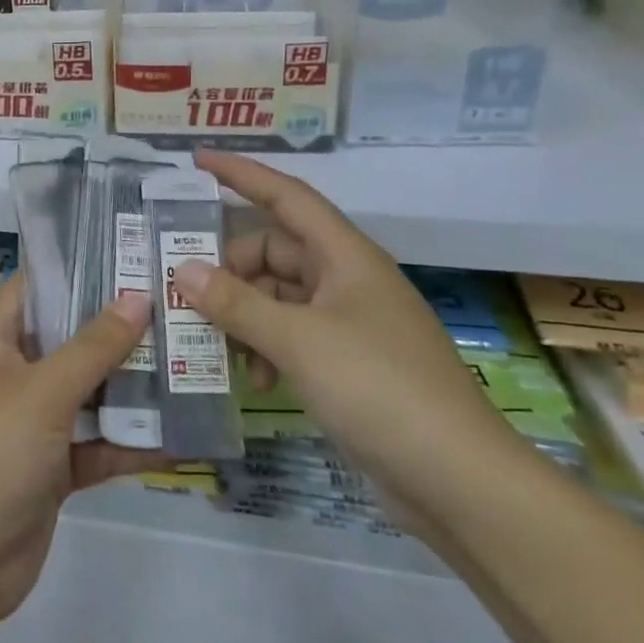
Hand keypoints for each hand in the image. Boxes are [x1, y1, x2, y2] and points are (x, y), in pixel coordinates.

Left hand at [0, 276, 169, 628]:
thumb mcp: (43, 392)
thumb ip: (93, 347)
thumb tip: (138, 296)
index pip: (34, 288)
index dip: (73, 266)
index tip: (125, 252)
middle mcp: (14, 377)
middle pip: (69, 339)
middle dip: (116, 327)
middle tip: (173, 304)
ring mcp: (34, 425)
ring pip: (89, 393)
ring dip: (131, 385)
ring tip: (187, 360)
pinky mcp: (53, 471)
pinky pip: (96, 446)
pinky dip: (129, 443)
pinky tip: (179, 438)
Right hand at [176, 151, 532, 521]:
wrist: (460, 482)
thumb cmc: (380, 388)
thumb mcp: (298, 341)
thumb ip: (236, 303)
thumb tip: (183, 271)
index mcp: (345, 256)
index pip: (286, 196)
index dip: (242, 173)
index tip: (197, 160)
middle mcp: (347, 279)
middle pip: (274, 252)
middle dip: (230, 270)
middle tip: (189, 294)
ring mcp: (350, 322)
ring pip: (279, 296)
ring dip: (245, 315)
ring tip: (218, 346)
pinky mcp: (350, 362)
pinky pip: (292, 334)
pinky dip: (266, 347)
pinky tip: (256, 380)